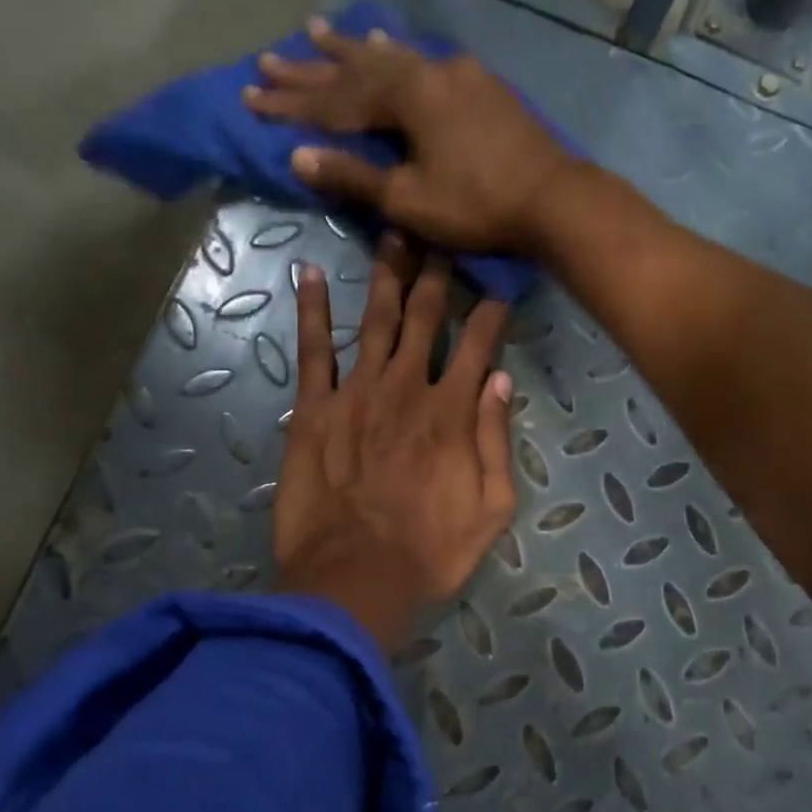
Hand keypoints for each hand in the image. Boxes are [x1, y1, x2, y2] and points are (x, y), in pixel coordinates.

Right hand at [243, 18, 579, 255]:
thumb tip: (297, 157)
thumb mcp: (409, 199)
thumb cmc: (477, 205)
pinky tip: (392, 50)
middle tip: (270, 55)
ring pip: (393, 56)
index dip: (291, 102)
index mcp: (407, 95)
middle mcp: (429, 71)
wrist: (553, 199)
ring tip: (320, 30)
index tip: (250, 95)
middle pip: (358, 68)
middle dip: (312, 67)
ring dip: (353, 49)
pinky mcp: (482, 87)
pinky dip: (397, 57)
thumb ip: (354, 176)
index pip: (335, 99)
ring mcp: (459, 75)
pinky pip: (425, 62)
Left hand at [273, 237, 516, 652]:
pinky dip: (313, 310)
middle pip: (425, 319)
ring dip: (387, 275)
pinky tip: (312, 274)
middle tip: (441, 233)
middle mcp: (406, 388)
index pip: (478, 346)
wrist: (354, 578)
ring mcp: (356, 393)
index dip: (491, 312)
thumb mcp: (492, 509)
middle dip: (437, 274)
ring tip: (394, 233)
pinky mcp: (314, 410)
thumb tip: (500, 382)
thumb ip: (496, 441)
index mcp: (452, 413)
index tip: (499, 282)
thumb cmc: (429, 552)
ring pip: (376, 320)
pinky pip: (314, 350)